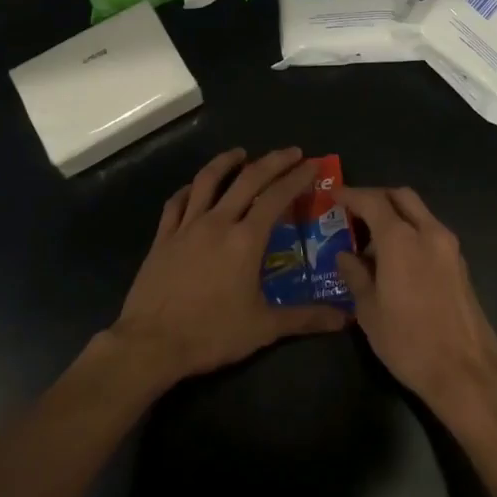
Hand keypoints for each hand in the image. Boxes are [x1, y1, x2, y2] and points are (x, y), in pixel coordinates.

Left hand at [111, 148, 348, 384]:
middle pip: (248, 180)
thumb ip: (305, 318)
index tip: (312, 164)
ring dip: (226, 162)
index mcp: (245, 240)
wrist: (151, 344)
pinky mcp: (163, 237)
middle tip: (291, 152)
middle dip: (272, 161)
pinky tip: (194, 187)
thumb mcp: (263, 328)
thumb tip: (346, 318)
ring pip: (207, 181)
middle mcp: (218, 223)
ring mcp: (186, 227)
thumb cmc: (211, 334)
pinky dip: (189, 189)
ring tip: (240, 153)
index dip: (297, 178)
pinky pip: (176, 203)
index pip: (277, 198)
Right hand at [337, 186, 496, 417]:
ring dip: (396, 216)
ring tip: (373, 243)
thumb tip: (345, 256)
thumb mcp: (369, 311)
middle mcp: (429, 233)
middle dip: (377, 197)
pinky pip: (431, 232)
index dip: (351, 195)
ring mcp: (450, 247)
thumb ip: (355, 276)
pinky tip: (397, 260)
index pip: (373, 201)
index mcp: (401, 240)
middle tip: (355, 212)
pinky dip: (411, 232)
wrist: (466, 373)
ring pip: (420, 213)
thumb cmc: (409, 342)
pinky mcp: (460, 264)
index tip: (334, 195)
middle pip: (402, 197)